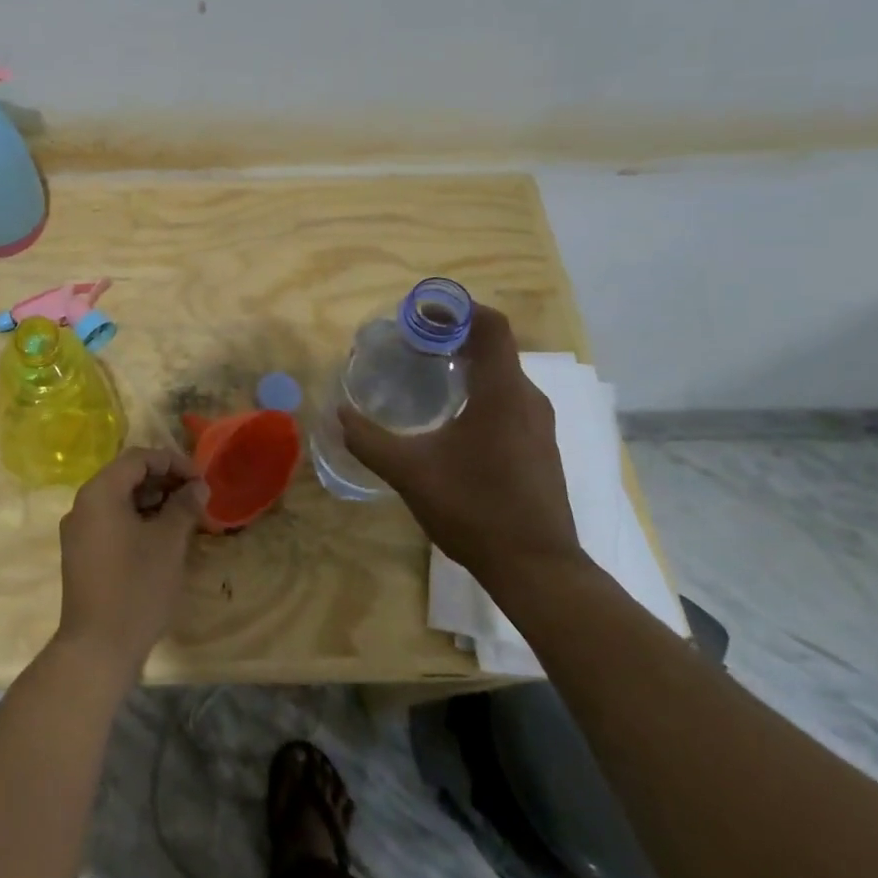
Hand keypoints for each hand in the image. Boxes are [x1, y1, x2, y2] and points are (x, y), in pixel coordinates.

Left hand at [55, 448, 207, 681]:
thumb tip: (198, 486)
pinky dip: (137, 520)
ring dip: (152, 501)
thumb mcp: (168, 542)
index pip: (138, 458)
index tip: (200, 479)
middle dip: (163, 481)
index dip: (172, 462)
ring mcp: (78, 531)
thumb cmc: (136, 587)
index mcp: (99, 492)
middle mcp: (82, 504)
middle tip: (195, 496)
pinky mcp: (81, 553)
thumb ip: (184, 506)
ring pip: (119, 500)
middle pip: (126, 476)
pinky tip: (161, 537)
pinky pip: (111, 522)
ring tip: (184, 516)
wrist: (97, 648)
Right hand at [337, 304, 581, 590]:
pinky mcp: (539, 446)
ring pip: (501, 374)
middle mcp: (527, 399)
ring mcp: (538, 424)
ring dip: (466, 364)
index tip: (420, 312)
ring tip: (424, 374)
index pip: (490, 325)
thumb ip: (369, 440)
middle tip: (410, 343)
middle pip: (494, 346)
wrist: (537, 569)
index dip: (457, 308)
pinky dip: (478, 389)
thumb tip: (338, 414)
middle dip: (452, 336)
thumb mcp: (410, 472)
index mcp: (502, 393)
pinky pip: (508, 399)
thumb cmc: (475, 510)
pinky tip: (449, 416)